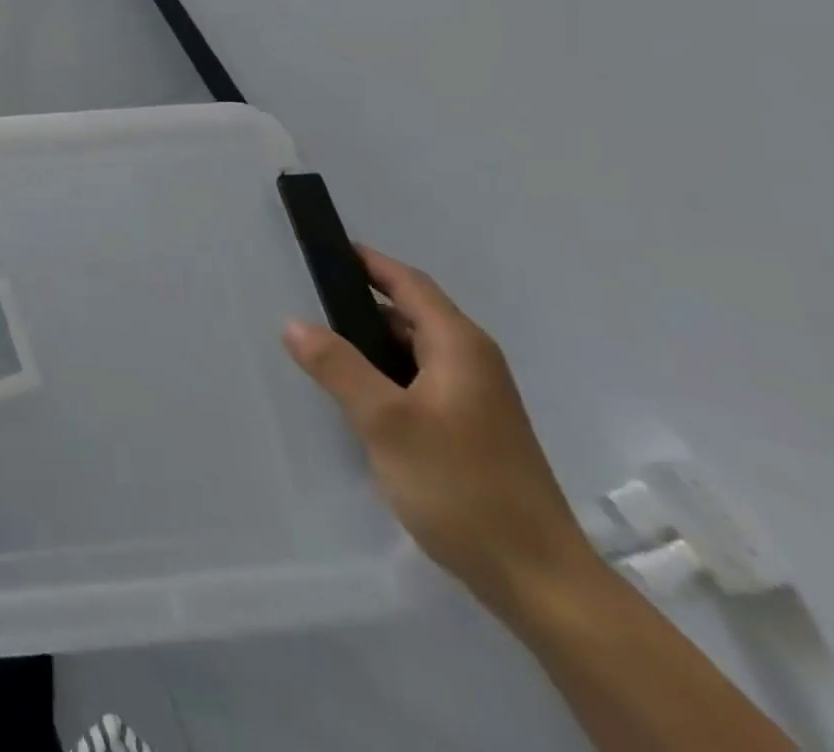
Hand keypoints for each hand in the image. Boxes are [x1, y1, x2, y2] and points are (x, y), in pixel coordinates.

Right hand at [283, 248, 596, 617]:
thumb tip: (293, 323)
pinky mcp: (472, 431)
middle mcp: (473, 362)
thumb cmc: (462, 487)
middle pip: (410, 314)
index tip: (326, 250)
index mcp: (459, 346)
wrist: (540, 582)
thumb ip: (338, 367)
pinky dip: (385, 376)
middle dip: (361, 304)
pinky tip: (357, 399)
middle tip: (308, 302)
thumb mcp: (387, 422)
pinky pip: (419, 383)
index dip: (368, 262)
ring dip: (371, 344)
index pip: (408, 283)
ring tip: (321, 349)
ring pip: (413, 352)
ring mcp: (476, 399)